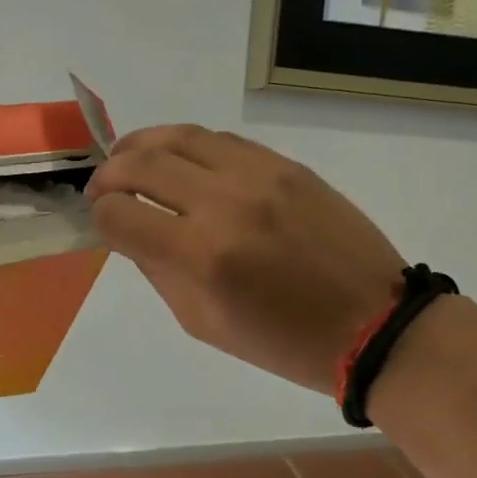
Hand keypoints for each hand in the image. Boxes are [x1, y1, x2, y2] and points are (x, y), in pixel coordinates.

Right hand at [85, 124, 405, 396]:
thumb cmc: (283, 342)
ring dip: (141, 145)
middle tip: (101, 187)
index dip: (100, 217)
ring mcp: (259, 175)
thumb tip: (129, 230)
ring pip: (179, 136)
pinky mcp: (285, 164)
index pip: (120, 214)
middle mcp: (225, 204)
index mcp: (202, 256)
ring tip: (128, 159)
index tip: (102, 222)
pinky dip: (187, 145)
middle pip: (141, 164)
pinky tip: (180, 161)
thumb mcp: (203, 323)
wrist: (376, 324)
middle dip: (108, 174)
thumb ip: (157, 271)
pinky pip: (220, 139)